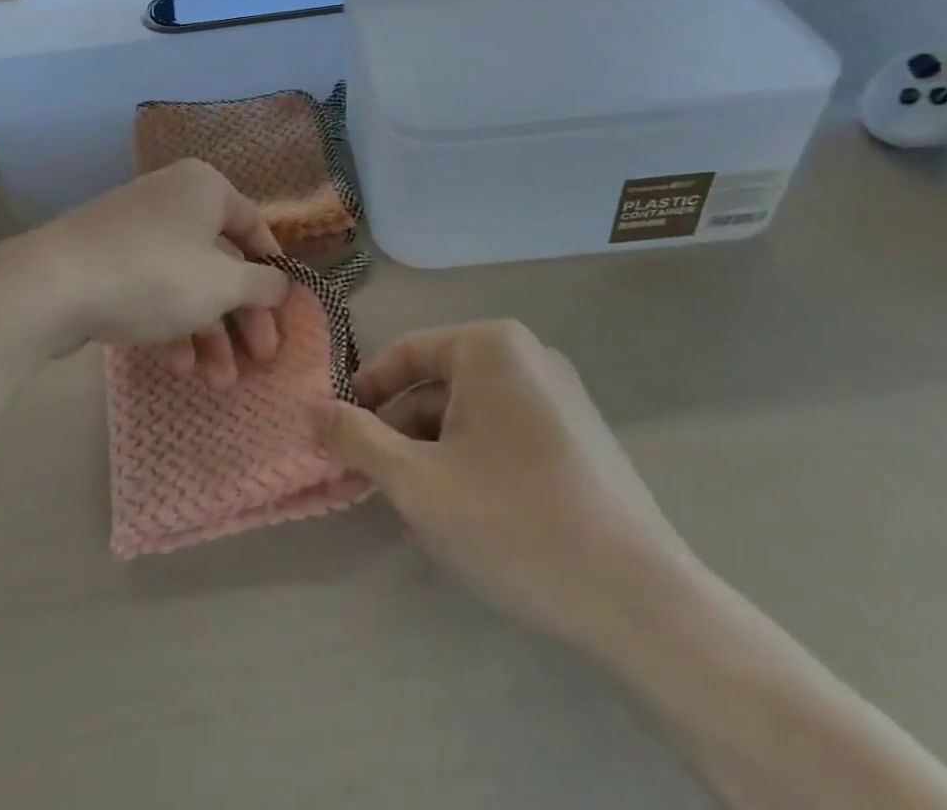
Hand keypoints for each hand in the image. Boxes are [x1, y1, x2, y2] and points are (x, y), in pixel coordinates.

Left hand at [0, 159, 291, 385]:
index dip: (273, 271)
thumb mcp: (223, 283)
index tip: (282, 312)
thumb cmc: (155, 274)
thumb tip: (280, 283)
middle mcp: (173, 199)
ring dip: (209, 333)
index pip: (254, 226)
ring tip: (218, 381)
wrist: (52, 285)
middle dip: (241, 317)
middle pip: (221, 261)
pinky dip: (172, 324)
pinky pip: (153, 289)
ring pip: (187, 282)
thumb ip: (262, 285)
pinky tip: (178, 365)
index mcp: (205, 188)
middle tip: (258, 361)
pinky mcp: (108, 261)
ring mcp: (136, 230)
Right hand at [315, 319, 692, 645]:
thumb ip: (355, 438)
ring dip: (436, 455)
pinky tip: (468, 518)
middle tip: (380, 488)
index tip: (340, 436)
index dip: (365, 393)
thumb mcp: (416, 482)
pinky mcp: (579, 434)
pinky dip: (475, 463)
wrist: (640, 600)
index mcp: (490, 346)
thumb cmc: (514, 522)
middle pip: (439, 385)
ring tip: (421, 515)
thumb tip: (307, 407)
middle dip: (403, 435)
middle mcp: (528, 355)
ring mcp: (560, 394)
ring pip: (471, 415)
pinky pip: (506, 433)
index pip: (405, 354)